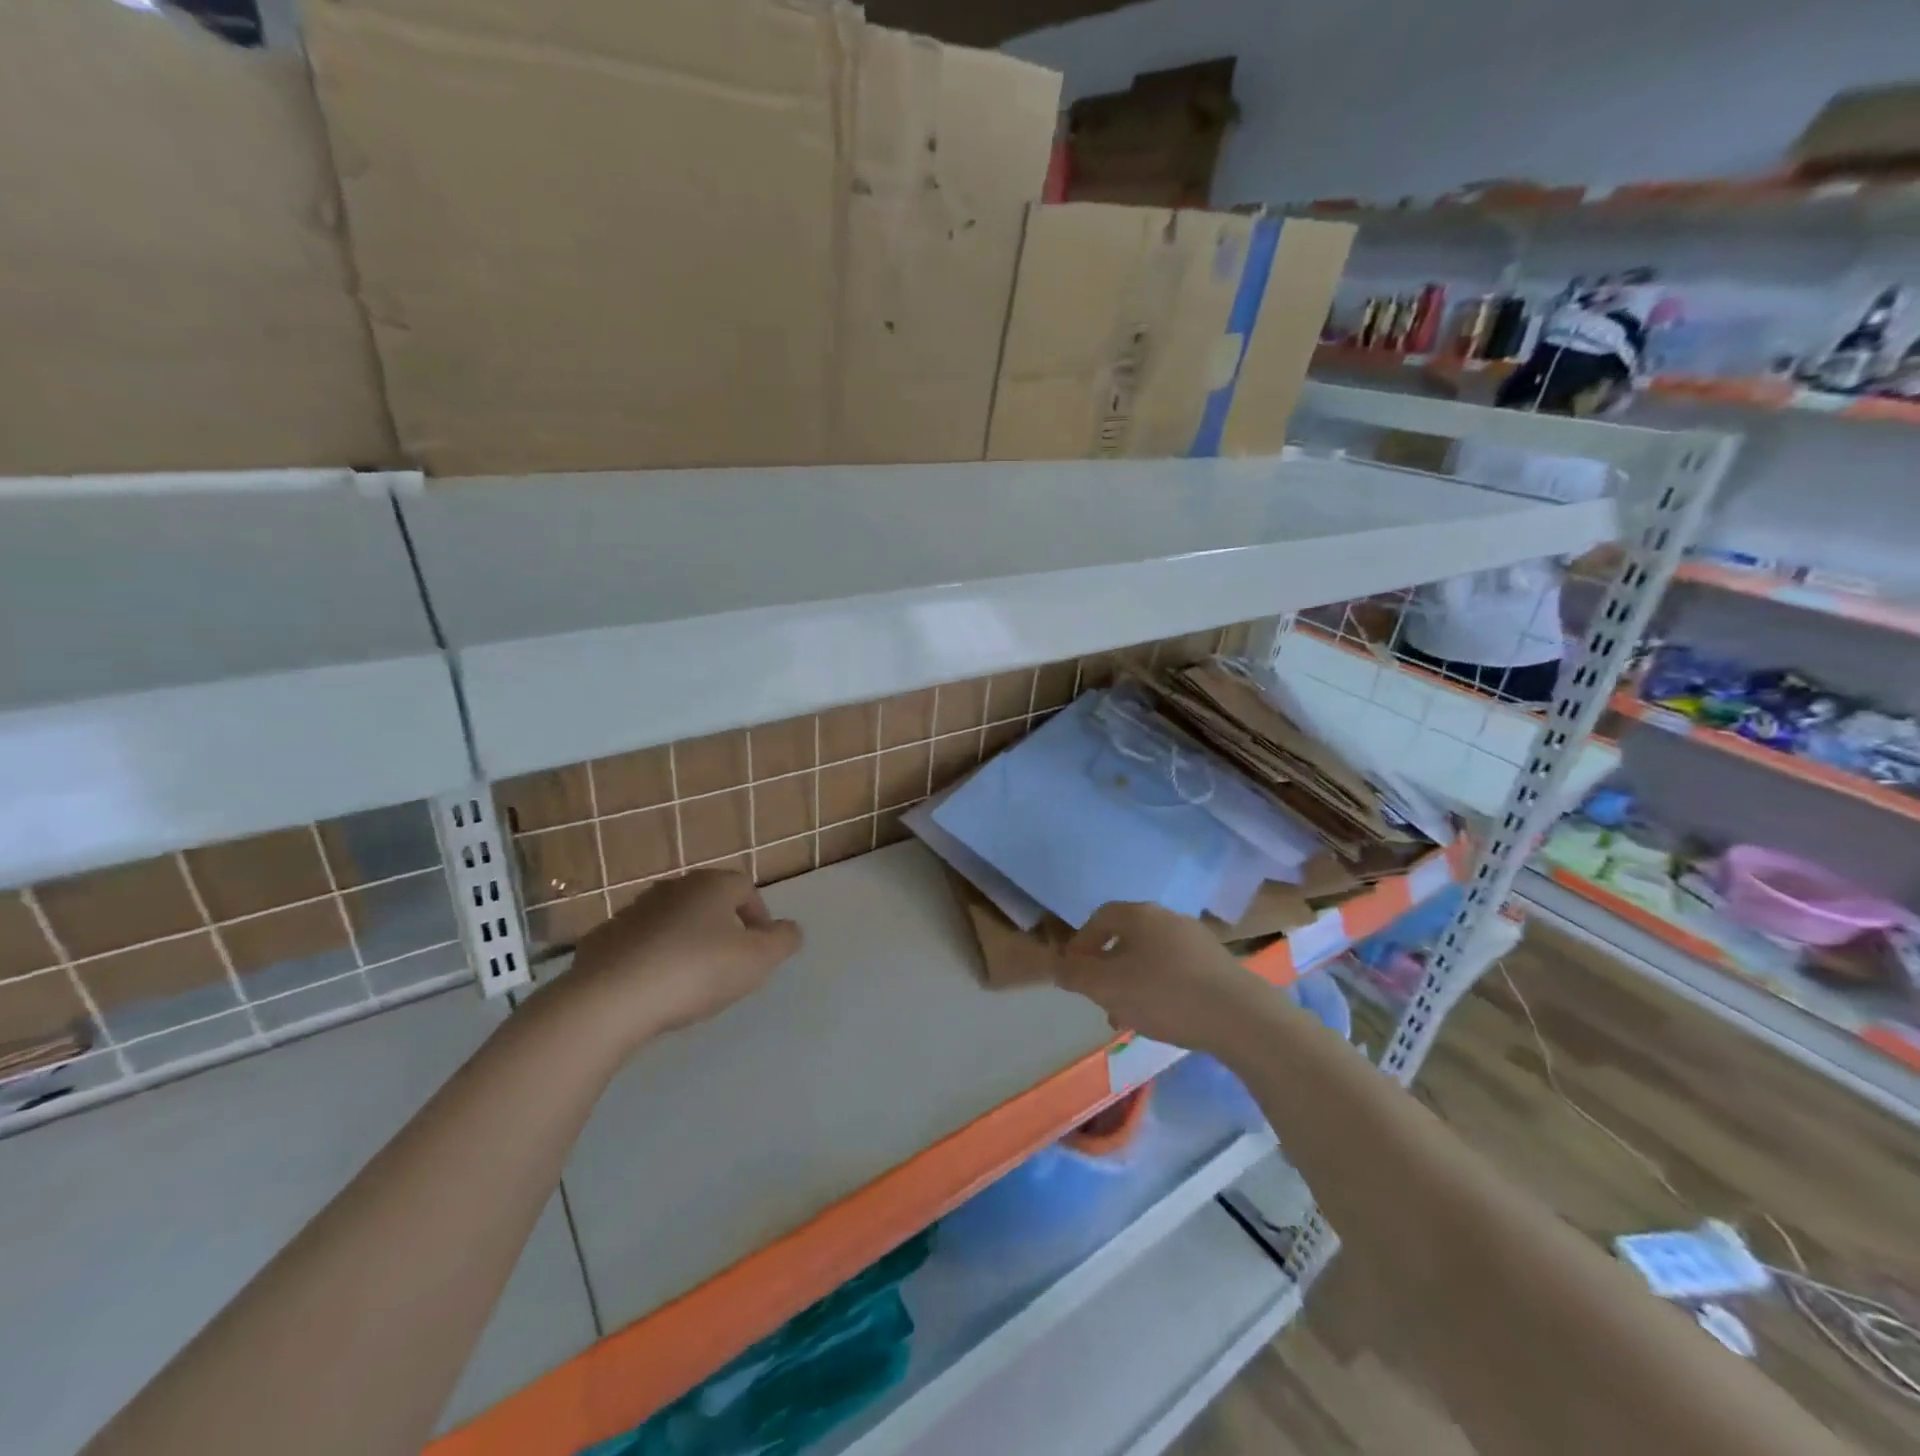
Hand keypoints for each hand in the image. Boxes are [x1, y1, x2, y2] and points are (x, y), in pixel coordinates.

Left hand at [548, 869, 801, 1051]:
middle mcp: (672, 888)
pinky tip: (652, 990)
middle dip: (722, 930)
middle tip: (728, 967)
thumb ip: (783, 941)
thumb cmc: (696, 971)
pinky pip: (638, 945)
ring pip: (673, 922)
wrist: (610, 1000)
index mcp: (712, 885)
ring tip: (690, 983)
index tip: (759, 952)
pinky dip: (650, 960)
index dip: (759, 918)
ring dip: (685, 944)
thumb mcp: (758, 960)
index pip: (746, 889)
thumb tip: (788, 930)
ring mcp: (633, 911)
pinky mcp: (603, 939)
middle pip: (708, 903)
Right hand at [1055, 902, 1267, 1050]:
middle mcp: (1168, 918)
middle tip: (1100, 998)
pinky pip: (1176, 971)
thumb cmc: (1164, 994)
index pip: (1101, 917)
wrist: (1241, 1018)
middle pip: (1127, 937)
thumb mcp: (1107, 987)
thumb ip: (1075, 974)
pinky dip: (1160, 989)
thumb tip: (1058, 965)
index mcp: (1140, 915)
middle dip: (1108, 968)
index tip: (1074, 971)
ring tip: (1128, 1017)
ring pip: (1151, 957)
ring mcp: (1197, 940)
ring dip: (1133, 982)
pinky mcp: (1218, 965)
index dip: (1082, 942)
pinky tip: (1162, 1018)